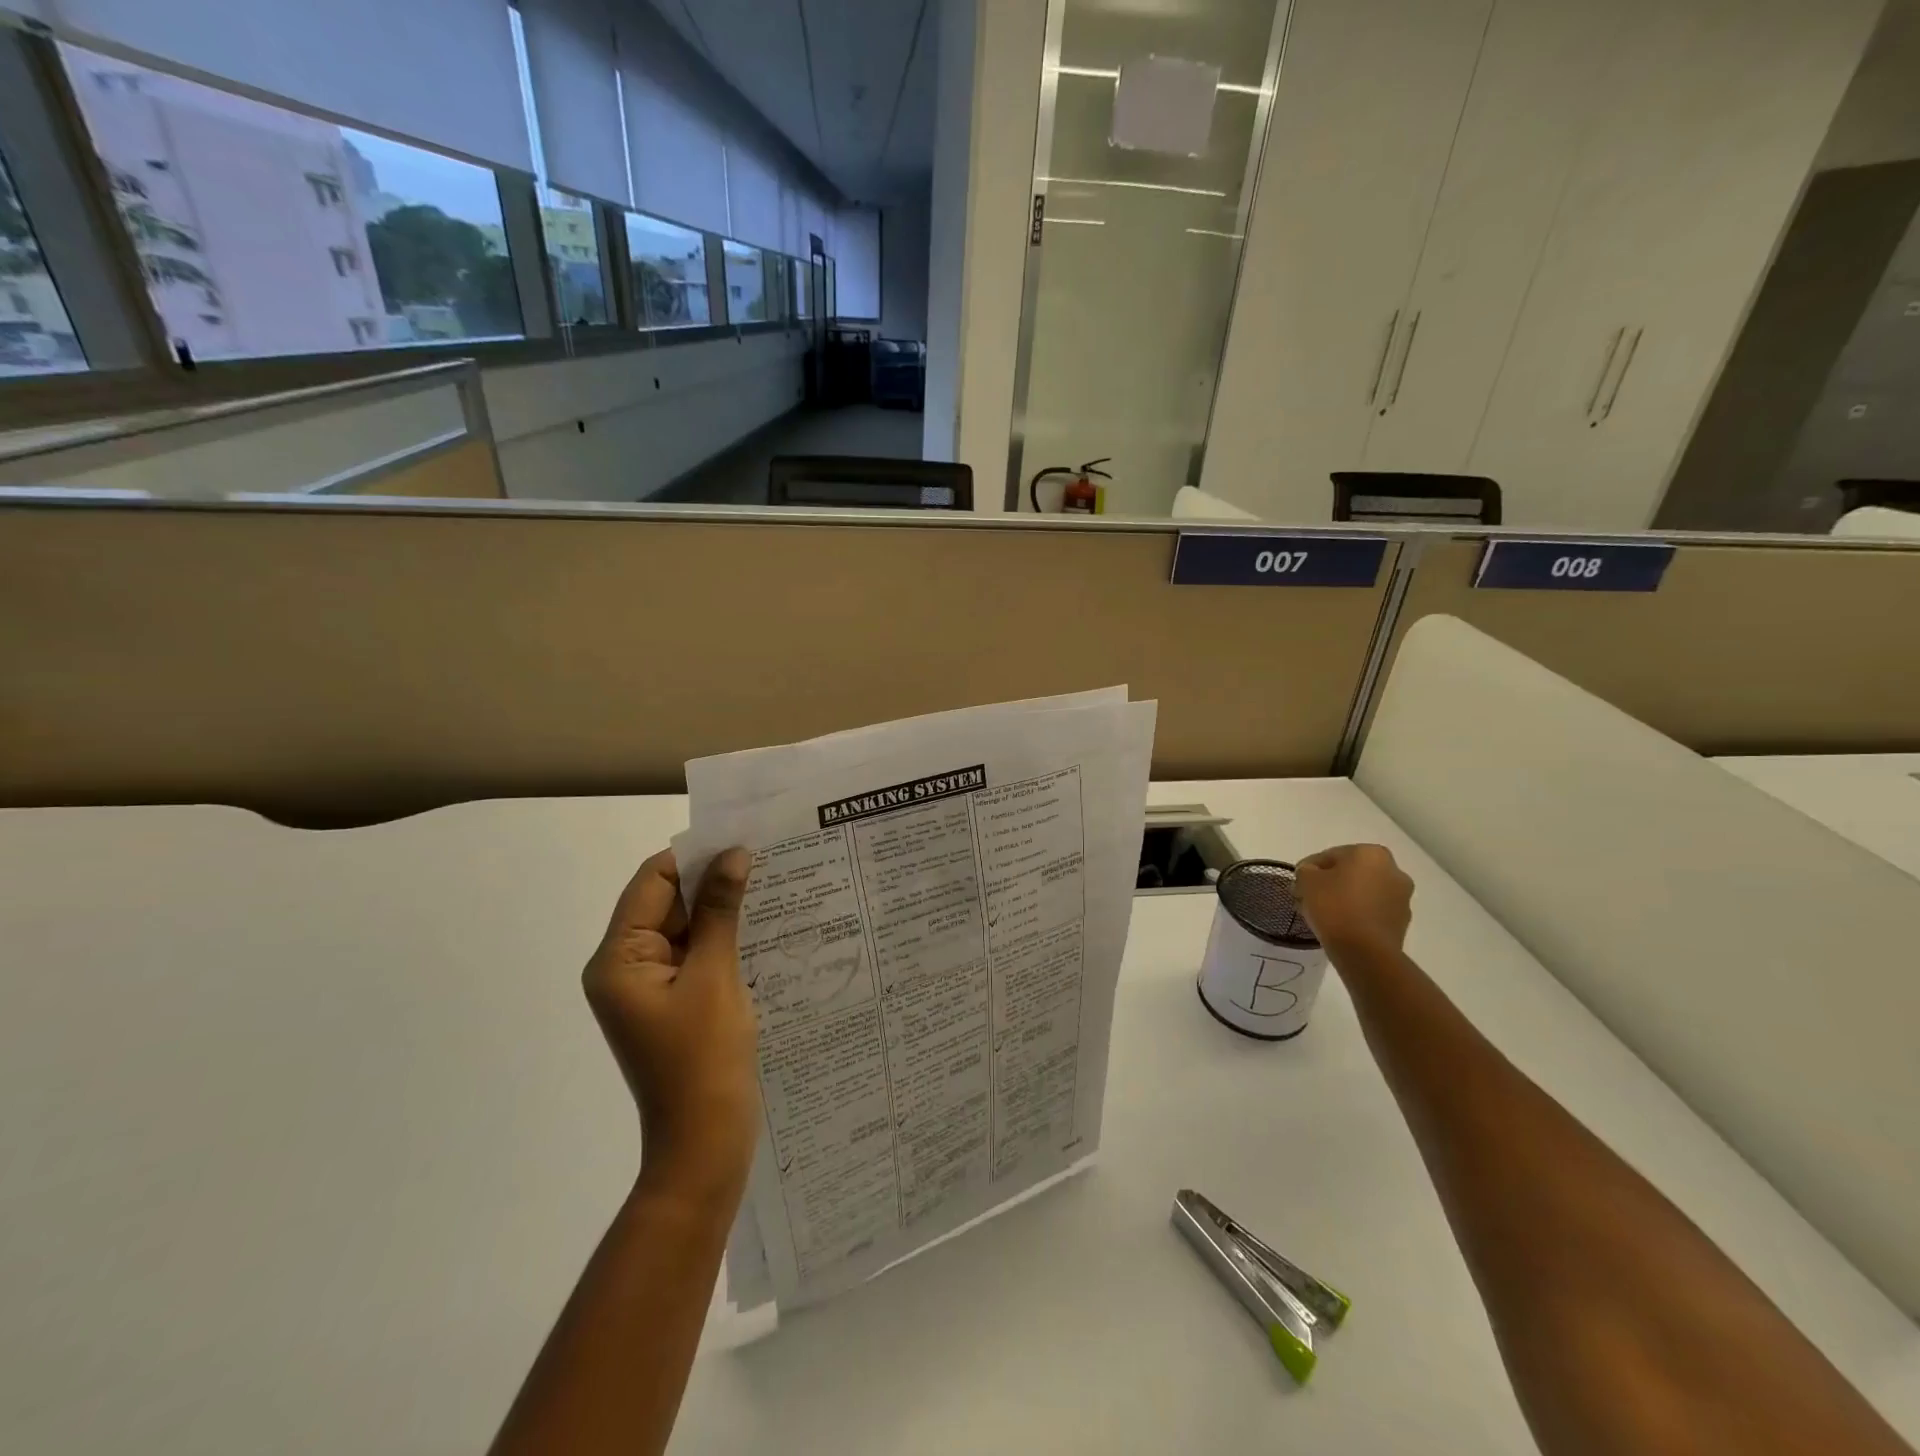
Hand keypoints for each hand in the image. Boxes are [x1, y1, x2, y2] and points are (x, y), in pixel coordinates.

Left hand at [583, 847, 758, 1204]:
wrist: (706, 1145)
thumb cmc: (704, 1059)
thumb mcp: (715, 975)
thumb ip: (720, 911)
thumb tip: (734, 854)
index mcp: (619, 959)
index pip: (651, 882)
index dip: (694, 857)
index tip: (742, 839)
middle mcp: (626, 968)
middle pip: (667, 903)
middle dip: (713, 882)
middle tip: (767, 858)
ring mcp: (651, 988)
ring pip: (686, 929)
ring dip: (723, 910)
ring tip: (773, 886)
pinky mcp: (676, 1003)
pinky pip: (698, 956)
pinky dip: (725, 939)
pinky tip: (764, 927)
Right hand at [1295, 844, 1413, 955]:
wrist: (1365, 951)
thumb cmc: (1334, 907)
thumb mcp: (1306, 880)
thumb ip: (1306, 870)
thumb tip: (1311, 873)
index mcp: (1371, 853)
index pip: (1331, 855)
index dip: (1310, 869)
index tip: (1299, 883)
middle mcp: (1393, 870)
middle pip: (1351, 872)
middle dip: (1331, 883)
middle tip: (1310, 897)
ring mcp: (1402, 897)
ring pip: (1364, 892)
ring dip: (1346, 898)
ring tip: (1324, 914)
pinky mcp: (1402, 922)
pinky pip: (1373, 911)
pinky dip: (1358, 914)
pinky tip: (1341, 925)